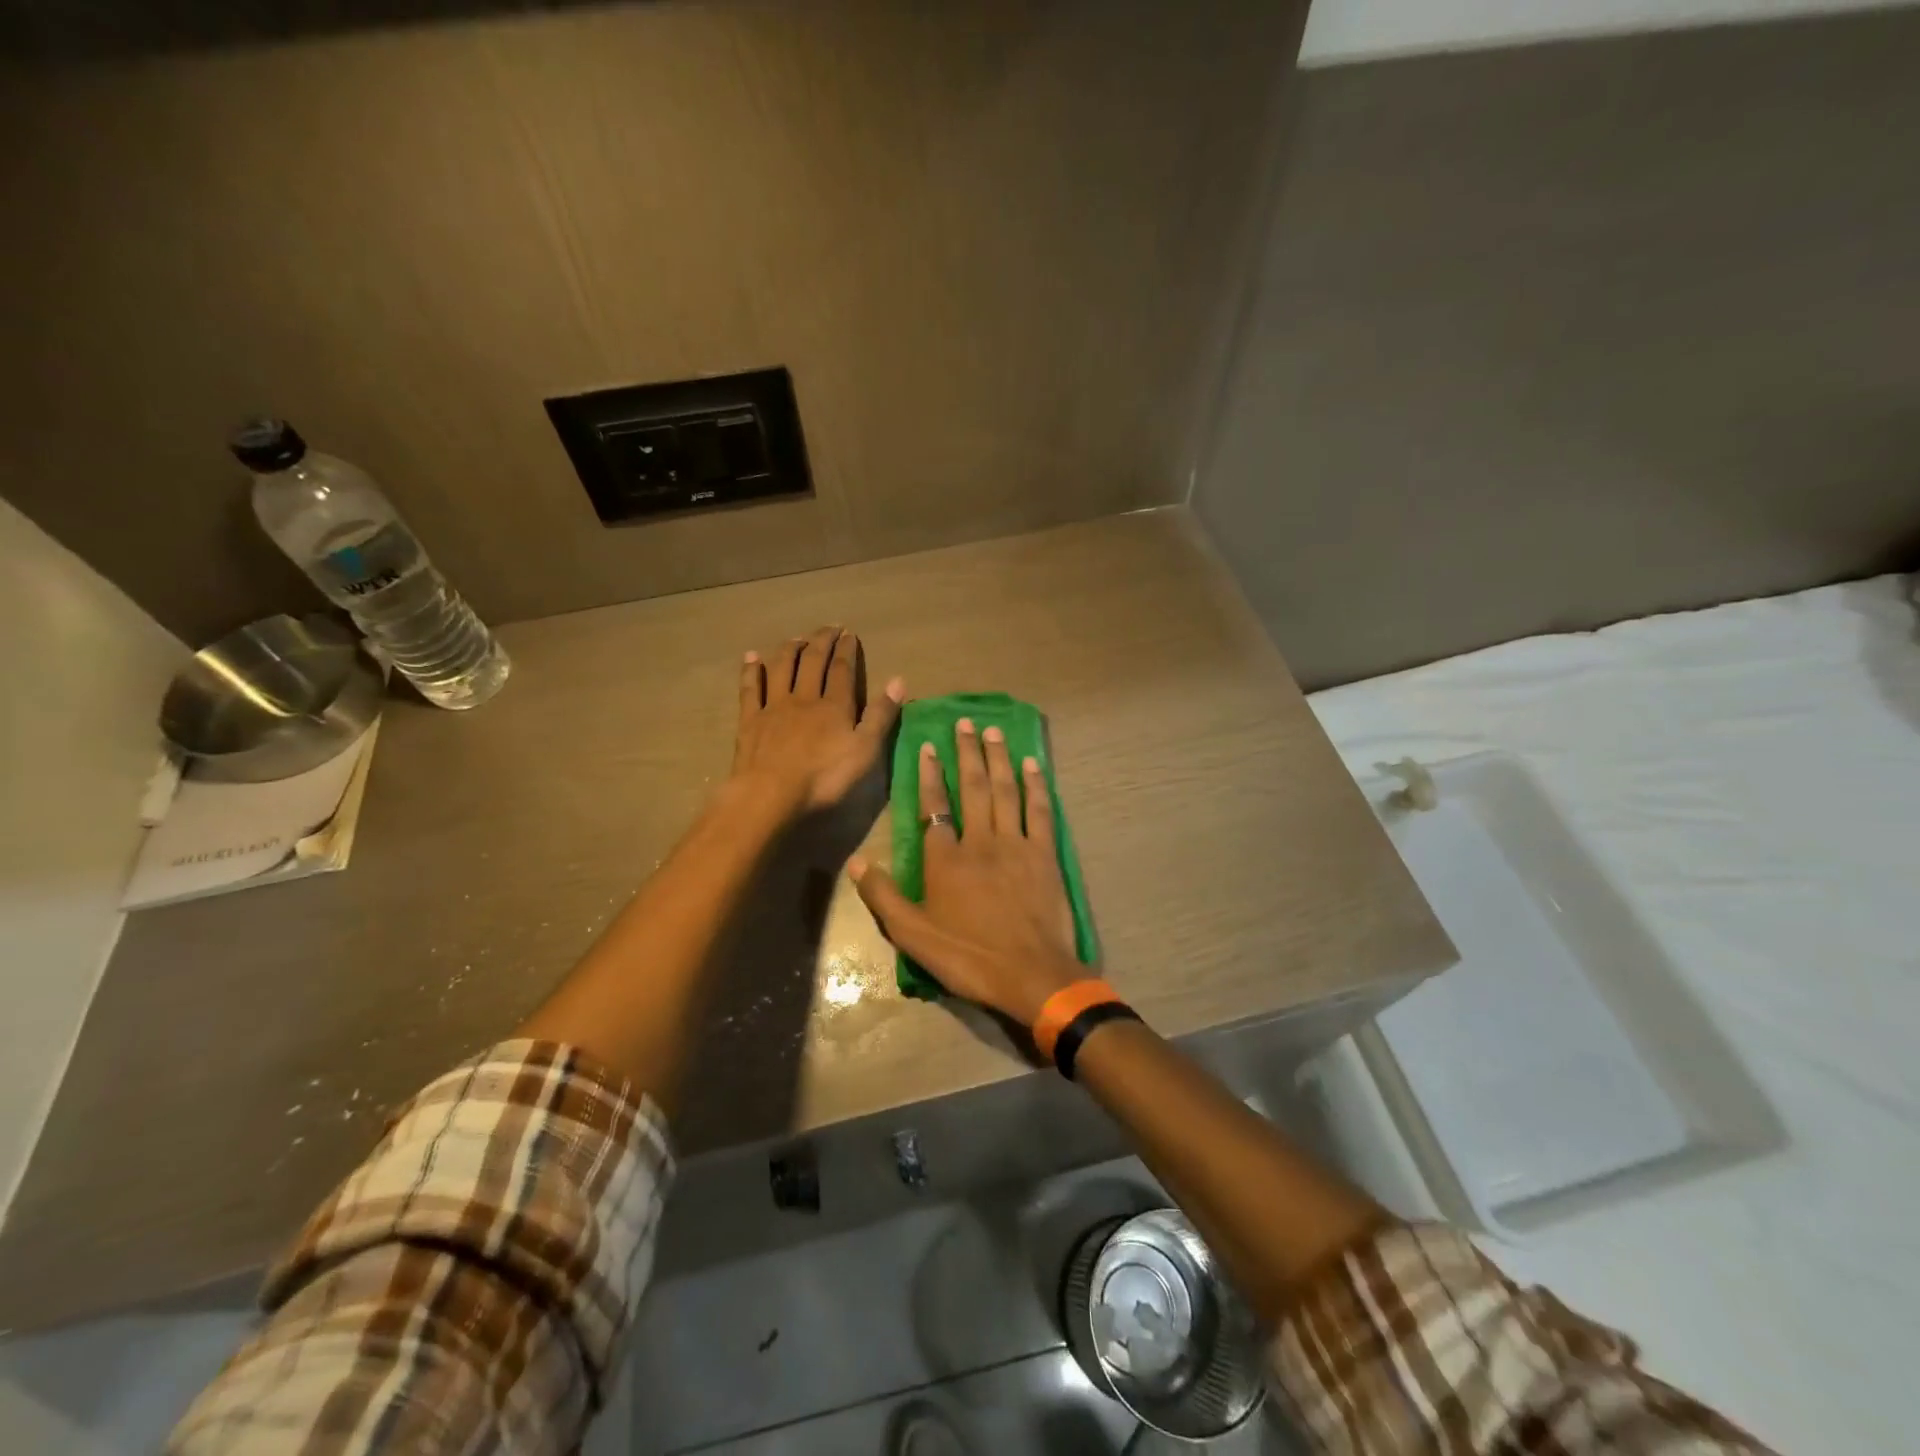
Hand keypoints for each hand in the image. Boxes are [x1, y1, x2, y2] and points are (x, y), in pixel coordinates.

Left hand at [731, 626, 903, 816]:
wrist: (771, 793)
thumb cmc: (824, 777)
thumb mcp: (865, 750)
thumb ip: (881, 715)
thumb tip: (899, 681)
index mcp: (834, 706)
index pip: (842, 670)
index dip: (847, 651)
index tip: (849, 634)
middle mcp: (804, 698)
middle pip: (813, 662)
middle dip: (822, 642)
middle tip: (829, 627)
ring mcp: (774, 707)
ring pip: (782, 668)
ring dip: (791, 649)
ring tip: (797, 638)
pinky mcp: (750, 720)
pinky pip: (750, 688)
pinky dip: (751, 670)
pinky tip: (751, 657)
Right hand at [849, 717, 1083, 1026]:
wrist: (1032, 976)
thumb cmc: (969, 956)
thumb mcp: (913, 935)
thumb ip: (884, 896)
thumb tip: (857, 861)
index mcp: (947, 858)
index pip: (934, 805)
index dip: (929, 774)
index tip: (928, 746)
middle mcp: (981, 840)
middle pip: (973, 787)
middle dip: (967, 752)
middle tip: (965, 722)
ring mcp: (1017, 844)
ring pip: (1006, 790)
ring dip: (998, 758)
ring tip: (993, 730)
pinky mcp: (1045, 855)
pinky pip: (1040, 811)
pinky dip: (1036, 785)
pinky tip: (1033, 764)